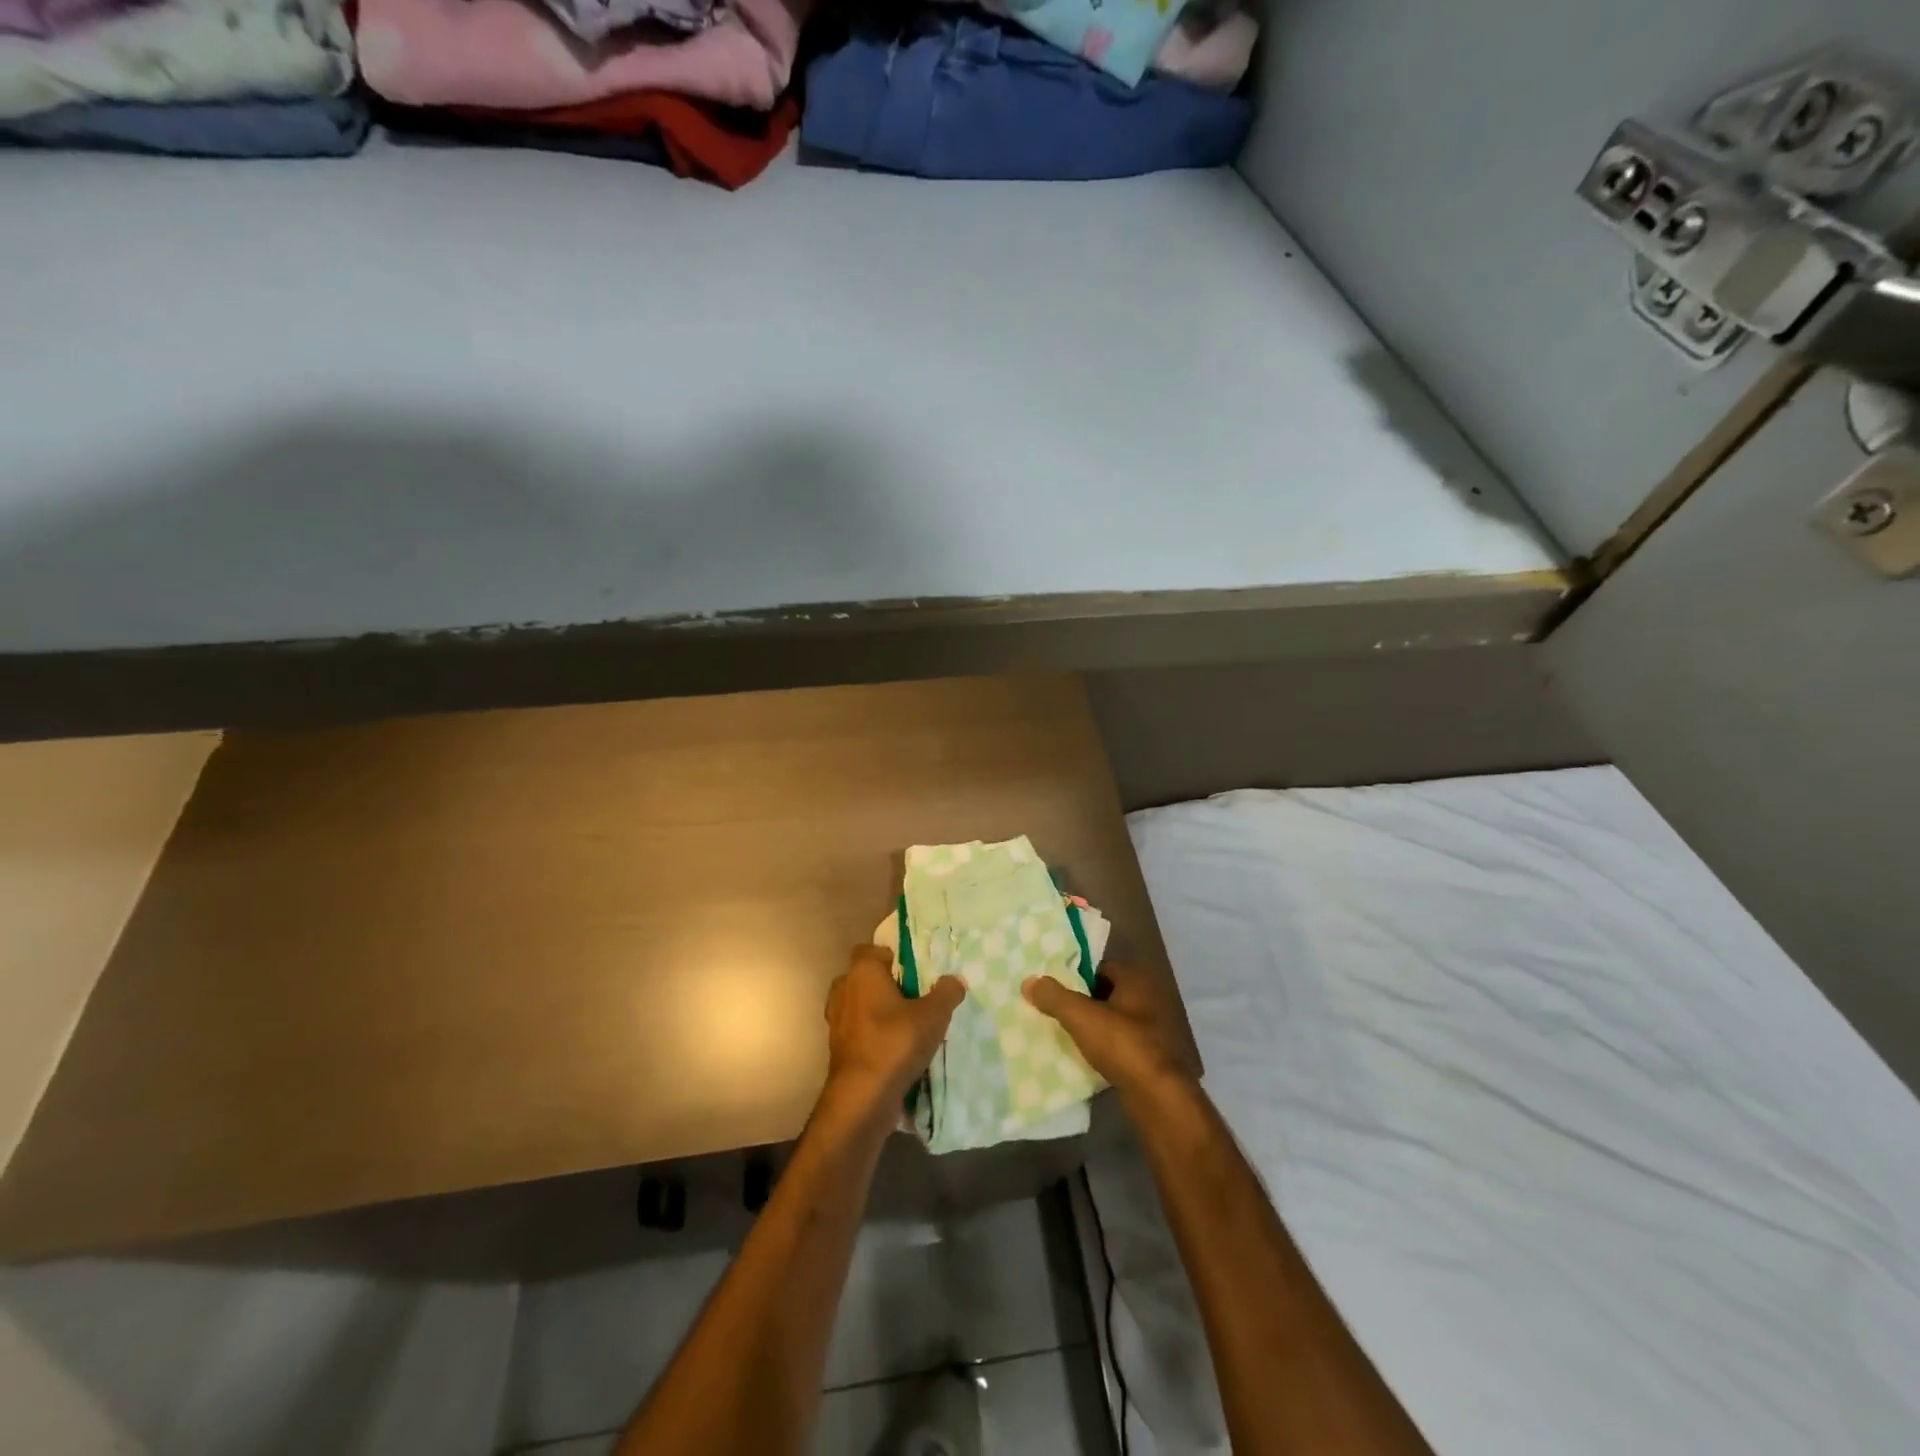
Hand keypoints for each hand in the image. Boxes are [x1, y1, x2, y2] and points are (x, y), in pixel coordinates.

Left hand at [824, 944, 965, 1112]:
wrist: (862, 1097)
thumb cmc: (895, 1043)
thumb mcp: (933, 1015)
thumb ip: (946, 993)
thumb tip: (955, 979)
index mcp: (862, 973)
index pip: (870, 950)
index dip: (891, 957)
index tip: (914, 971)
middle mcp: (844, 990)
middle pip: (863, 977)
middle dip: (884, 985)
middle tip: (912, 997)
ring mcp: (836, 1021)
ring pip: (858, 1005)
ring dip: (876, 1011)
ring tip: (905, 1024)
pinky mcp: (837, 1049)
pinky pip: (857, 1031)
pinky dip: (871, 1035)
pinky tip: (894, 1048)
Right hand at [1023, 961, 1189, 1098]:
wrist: (1156, 1096)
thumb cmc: (1121, 1044)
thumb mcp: (1081, 1016)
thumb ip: (1054, 996)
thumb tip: (1029, 981)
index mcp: (1136, 980)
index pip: (1102, 966)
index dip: (1077, 974)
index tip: (1053, 983)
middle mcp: (1147, 999)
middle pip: (1106, 993)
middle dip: (1082, 999)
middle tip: (1053, 1006)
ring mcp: (1151, 1030)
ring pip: (1113, 1019)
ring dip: (1092, 1025)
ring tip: (1062, 1030)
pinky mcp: (1149, 1057)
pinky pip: (1119, 1043)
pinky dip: (1103, 1046)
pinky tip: (1083, 1055)